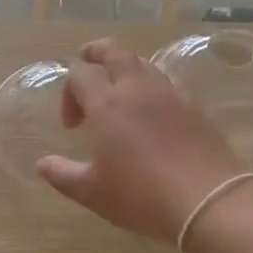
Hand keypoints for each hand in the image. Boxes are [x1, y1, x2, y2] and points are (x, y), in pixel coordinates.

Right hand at [37, 39, 250, 244]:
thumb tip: (43, 164)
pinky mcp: (195, 106)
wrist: (209, 201)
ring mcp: (170, 94)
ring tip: (120, 96)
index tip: (72, 126)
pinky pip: (167, 83)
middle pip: (114, 51)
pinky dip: (151, 88)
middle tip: (88, 68)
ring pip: (143, 63)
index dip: (69, 93)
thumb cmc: (141, 196)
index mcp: (107, 103)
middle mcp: (137, 89)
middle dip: (95, 54)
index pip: (80, 74)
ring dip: (125, 71)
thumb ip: (62, 175)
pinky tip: (152, 115)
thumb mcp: (92, 192)